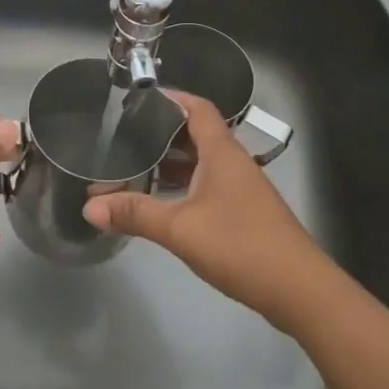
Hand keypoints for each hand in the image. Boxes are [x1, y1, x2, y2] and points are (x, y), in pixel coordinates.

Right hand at [83, 91, 336, 330]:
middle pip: (196, 135)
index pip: (197, 108)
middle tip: (125, 136)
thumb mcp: (180, 228)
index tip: (139, 98)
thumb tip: (89, 205)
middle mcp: (233, 163)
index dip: (171, 98)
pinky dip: (184, 187)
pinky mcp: (245, 214)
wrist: (299, 290)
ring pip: (202, 164)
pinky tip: (163, 203)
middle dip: (162, 134)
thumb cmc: (240, 245)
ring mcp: (242, 190)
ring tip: (135, 168)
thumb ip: (135, 214)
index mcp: (222, 153)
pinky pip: (208, 186)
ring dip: (172, 164)